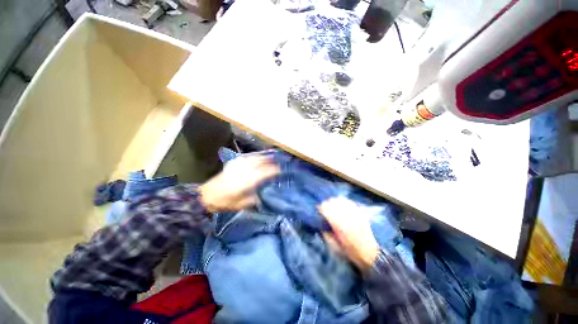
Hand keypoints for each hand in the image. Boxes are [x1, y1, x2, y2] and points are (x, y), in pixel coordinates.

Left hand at [199, 155, 278, 211]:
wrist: (206, 196)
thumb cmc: (225, 202)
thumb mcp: (242, 204)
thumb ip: (255, 198)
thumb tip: (263, 193)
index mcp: (248, 180)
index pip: (265, 172)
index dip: (274, 170)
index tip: (281, 170)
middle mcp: (245, 170)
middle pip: (260, 162)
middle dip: (270, 161)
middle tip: (278, 161)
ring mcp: (238, 166)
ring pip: (254, 158)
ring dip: (263, 157)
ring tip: (270, 156)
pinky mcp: (233, 164)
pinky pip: (246, 158)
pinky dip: (253, 156)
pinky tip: (256, 157)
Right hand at [320, 197, 379, 270]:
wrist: (371, 253)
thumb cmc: (351, 252)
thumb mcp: (334, 246)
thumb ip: (326, 234)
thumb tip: (320, 224)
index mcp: (338, 224)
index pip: (326, 209)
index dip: (321, 208)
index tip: (319, 210)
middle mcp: (346, 215)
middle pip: (333, 201)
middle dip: (327, 204)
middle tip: (325, 208)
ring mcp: (354, 213)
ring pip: (341, 200)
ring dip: (335, 201)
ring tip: (333, 206)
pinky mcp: (360, 212)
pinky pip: (349, 202)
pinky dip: (344, 202)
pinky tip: (342, 206)